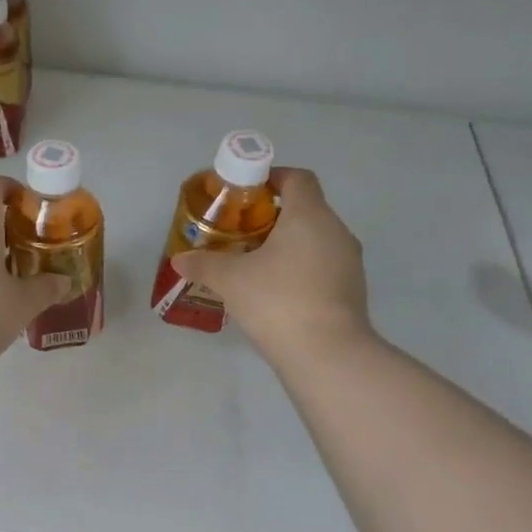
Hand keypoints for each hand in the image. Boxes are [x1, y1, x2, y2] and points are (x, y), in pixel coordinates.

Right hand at [171, 167, 372, 360]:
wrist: (327, 353)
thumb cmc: (277, 300)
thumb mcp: (230, 280)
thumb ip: (203, 264)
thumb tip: (179, 260)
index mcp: (309, 215)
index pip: (298, 178)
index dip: (273, 177)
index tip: (249, 191)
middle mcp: (336, 230)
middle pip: (307, 209)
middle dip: (275, 216)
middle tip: (242, 233)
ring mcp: (349, 262)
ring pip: (317, 240)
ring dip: (290, 245)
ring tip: (257, 265)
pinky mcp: (352, 290)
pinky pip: (324, 267)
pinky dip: (302, 270)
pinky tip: (278, 293)